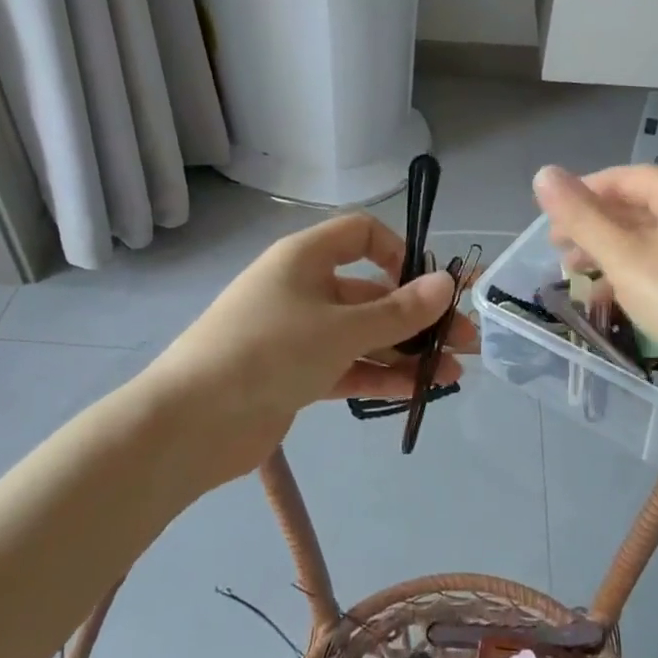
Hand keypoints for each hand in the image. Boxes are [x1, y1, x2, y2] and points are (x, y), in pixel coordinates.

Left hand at [140, 212, 477, 488]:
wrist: (191, 423)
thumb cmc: (268, 351)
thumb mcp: (340, 328)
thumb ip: (398, 311)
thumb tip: (446, 284)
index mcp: (305, 258)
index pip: (360, 234)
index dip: (399, 252)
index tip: (428, 285)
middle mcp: (304, 289)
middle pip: (371, 292)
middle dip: (418, 315)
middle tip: (466, 341)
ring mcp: (299, 334)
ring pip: (364, 334)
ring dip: (407, 351)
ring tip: (454, 373)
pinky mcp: (297, 374)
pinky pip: (348, 366)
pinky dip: (381, 376)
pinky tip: (421, 391)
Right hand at [532, 164, 657, 434]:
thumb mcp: (624, 258)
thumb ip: (581, 216)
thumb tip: (543, 173)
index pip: (622, 177)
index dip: (580, 194)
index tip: (547, 224)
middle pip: (634, 205)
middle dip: (592, 227)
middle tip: (557, 253)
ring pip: (647, 237)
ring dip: (607, 252)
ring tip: (575, 275)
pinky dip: (632, 272)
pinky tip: (609, 297)